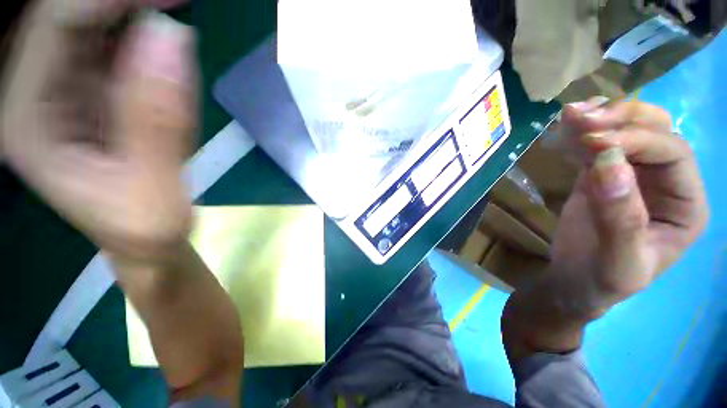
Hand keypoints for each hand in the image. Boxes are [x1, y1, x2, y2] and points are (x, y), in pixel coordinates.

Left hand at [1, 0, 195, 262]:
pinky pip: (111, 50)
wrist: (145, 239)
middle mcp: (34, 94)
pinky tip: (167, 41)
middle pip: (66, 17)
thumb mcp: (154, 188)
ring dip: (132, 12)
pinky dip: (140, 36)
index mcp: (29, 120)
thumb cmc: (146, 229)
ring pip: (88, 27)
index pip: (56, 26)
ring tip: (176, 7)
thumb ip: (158, 121)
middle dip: (121, 0)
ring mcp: (62, 92)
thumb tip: (174, 39)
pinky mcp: (92, 96)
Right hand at [553, 98, 707, 307]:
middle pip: (656, 131)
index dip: (636, 140)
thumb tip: (606, 164)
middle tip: (582, 118)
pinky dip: (581, 133)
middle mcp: (666, 182)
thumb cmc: (604, 279)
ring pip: (627, 130)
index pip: (672, 153)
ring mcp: (633, 176)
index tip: (592, 142)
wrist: (575, 280)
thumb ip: (620, 217)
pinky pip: (597, 146)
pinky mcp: (601, 176)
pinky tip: (565, 128)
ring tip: (570, 114)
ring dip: (600, 117)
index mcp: (685, 204)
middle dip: (622, 119)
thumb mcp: (619, 260)